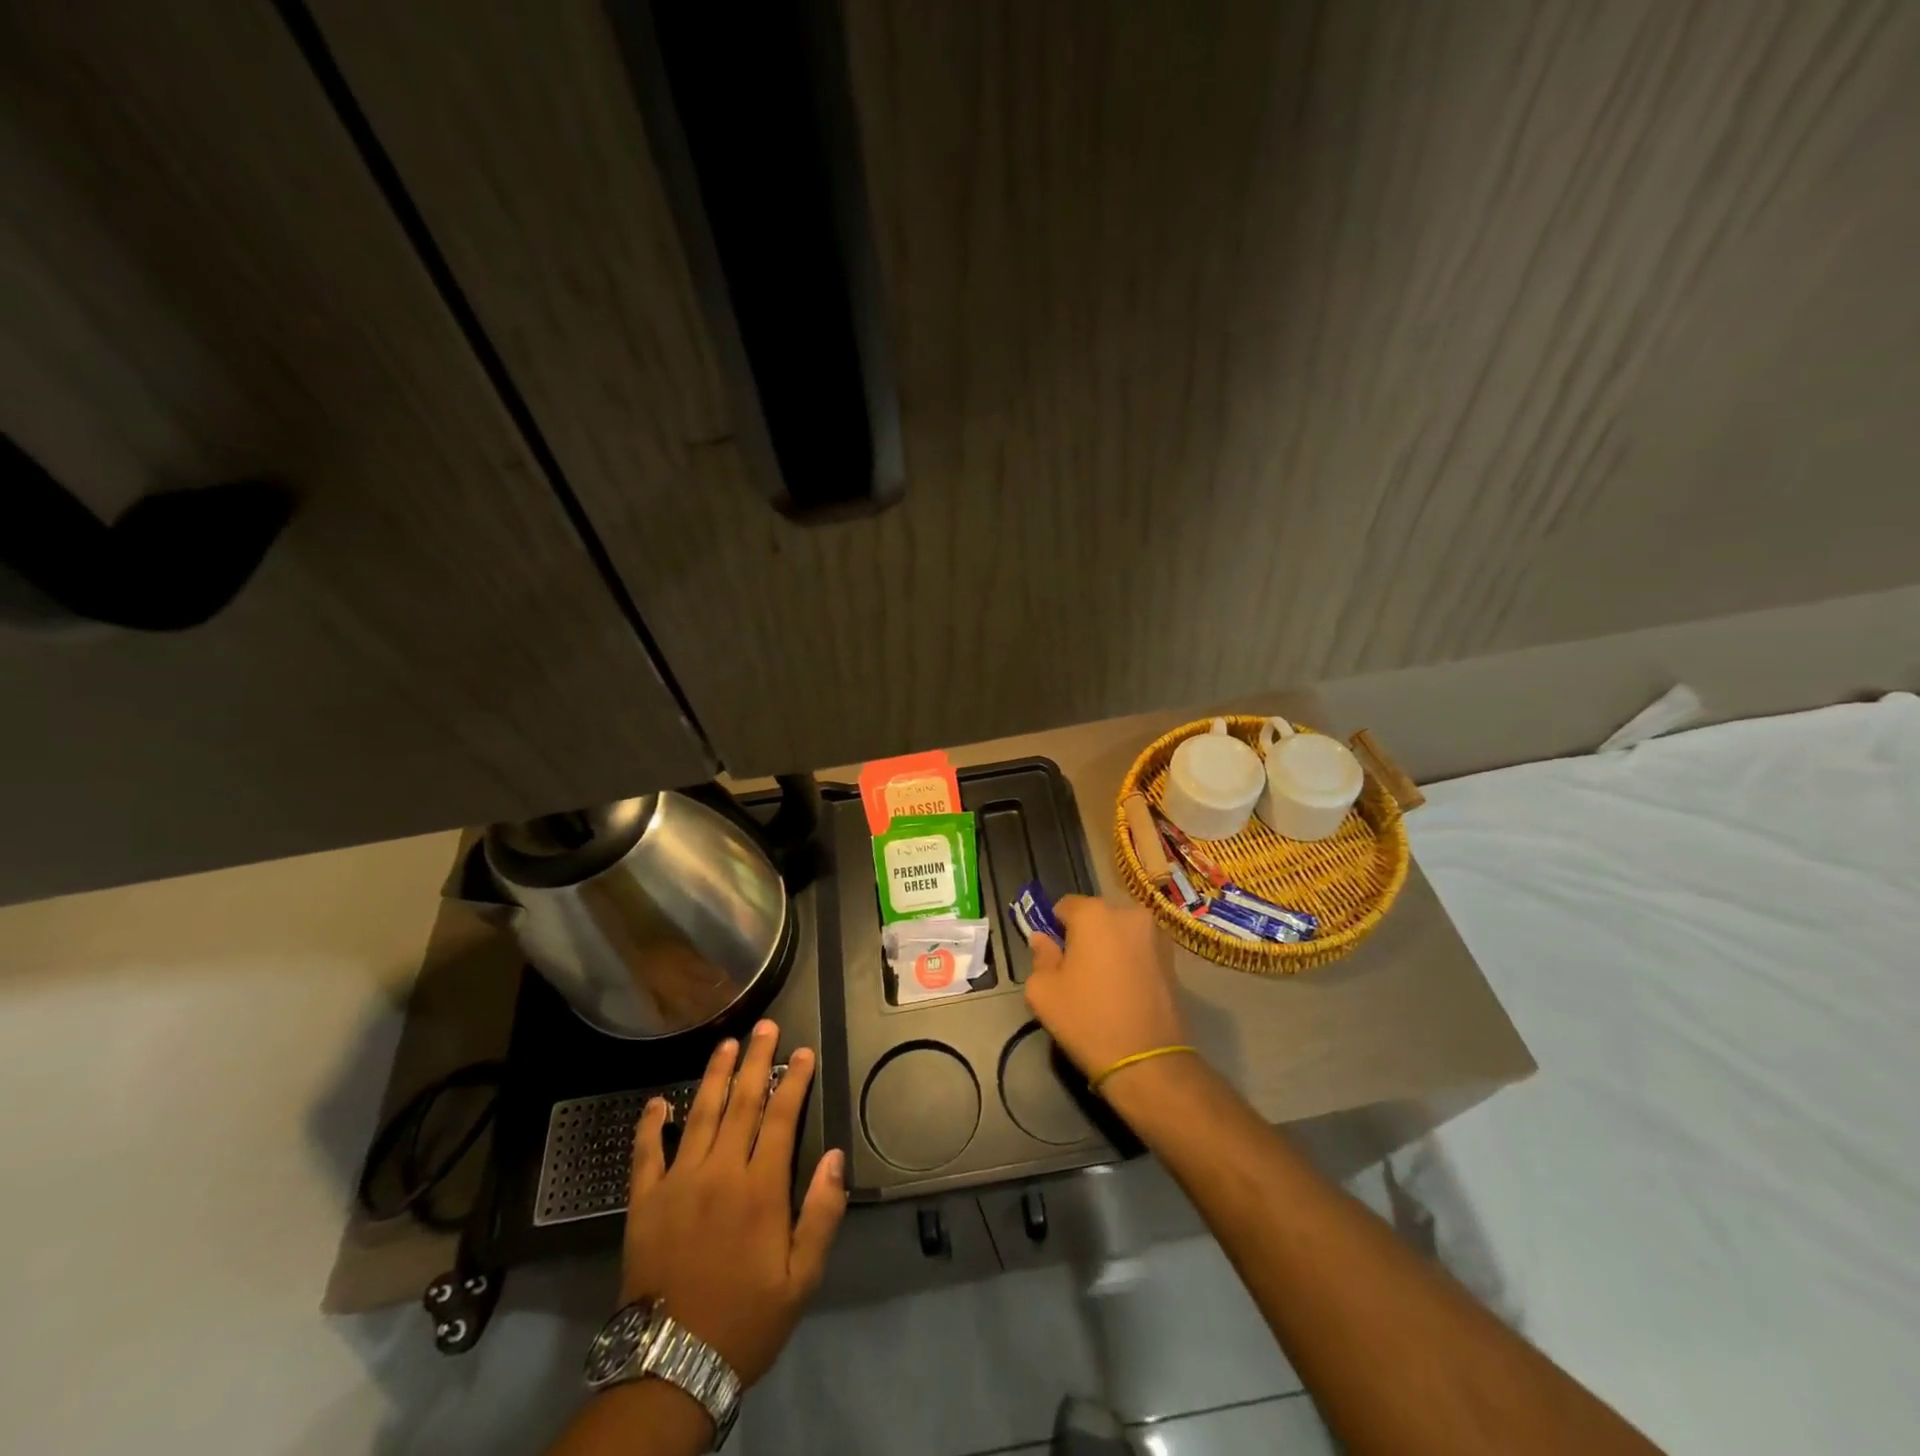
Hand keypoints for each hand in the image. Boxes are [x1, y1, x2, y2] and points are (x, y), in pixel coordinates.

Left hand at [620, 1019, 846, 1387]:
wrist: (671, 1366)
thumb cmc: (745, 1319)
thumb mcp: (802, 1278)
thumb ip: (822, 1214)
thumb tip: (836, 1157)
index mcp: (760, 1187)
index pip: (782, 1116)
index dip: (794, 1079)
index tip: (802, 1052)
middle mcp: (720, 1171)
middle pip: (742, 1101)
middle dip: (756, 1060)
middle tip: (765, 1026)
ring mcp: (679, 1181)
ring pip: (699, 1113)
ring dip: (714, 1075)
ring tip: (727, 1043)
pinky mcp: (645, 1200)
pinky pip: (646, 1152)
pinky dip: (650, 1124)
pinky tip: (657, 1101)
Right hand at [1024, 895, 1191, 1083]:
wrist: (1147, 1061)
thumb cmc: (1087, 1019)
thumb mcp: (1043, 990)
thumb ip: (1040, 956)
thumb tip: (1042, 939)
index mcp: (1094, 913)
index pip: (1064, 906)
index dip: (1054, 928)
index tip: (1053, 956)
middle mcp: (1129, 913)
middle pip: (1095, 917)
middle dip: (1084, 936)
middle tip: (1076, 972)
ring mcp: (1156, 935)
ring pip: (1119, 933)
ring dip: (1108, 948)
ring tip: (1102, 985)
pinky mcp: (1173, 958)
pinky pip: (1139, 950)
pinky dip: (1129, 961)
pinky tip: (1124, 991)